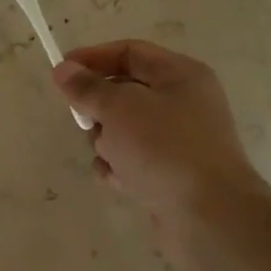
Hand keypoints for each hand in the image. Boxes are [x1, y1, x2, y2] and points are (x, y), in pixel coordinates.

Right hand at [53, 41, 263, 270]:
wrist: (209, 218)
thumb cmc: (165, 149)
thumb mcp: (120, 108)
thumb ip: (88, 88)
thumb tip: (64, 70)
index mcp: (180, 75)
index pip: (130, 52)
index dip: (92, 58)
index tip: (60, 73)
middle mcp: (183, 103)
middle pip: (124, 92)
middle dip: (99, 108)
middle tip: (86, 122)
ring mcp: (177, 141)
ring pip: (123, 129)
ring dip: (107, 142)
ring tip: (112, 158)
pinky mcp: (169, 174)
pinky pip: (131, 160)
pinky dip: (119, 168)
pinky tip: (118, 181)